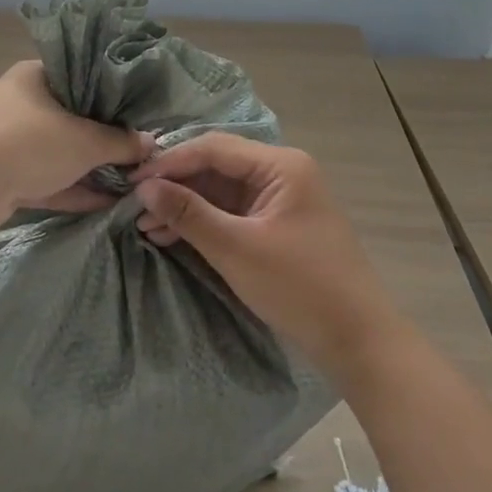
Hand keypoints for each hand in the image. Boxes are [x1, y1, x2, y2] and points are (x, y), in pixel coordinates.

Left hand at [0, 61, 154, 215]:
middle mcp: (23, 104)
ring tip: (134, 181)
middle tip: (143, 152)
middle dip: (107, 137)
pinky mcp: (7, 178)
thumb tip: (150, 143)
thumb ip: (120, 142)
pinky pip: (49, 180)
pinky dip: (75, 190)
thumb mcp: (84, 141)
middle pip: (74, 117)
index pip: (82, 76)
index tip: (143, 114)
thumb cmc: (27, 143)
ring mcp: (13, 142)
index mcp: (36, 76)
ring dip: (93, 168)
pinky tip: (109, 203)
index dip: (114, 95)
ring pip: (62, 152)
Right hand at [133, 134, 395, 379]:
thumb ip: (188, 213)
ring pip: (220, 190)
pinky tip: (171, 236)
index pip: (213, 148)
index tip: (132, 182)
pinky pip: (232, 212)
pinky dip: (203, 223)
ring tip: (146, 226)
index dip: (169, 162)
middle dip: (175, 186)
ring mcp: (280, 199)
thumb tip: (144, 187)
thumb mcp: (237, 249)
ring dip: (185, 206)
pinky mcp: (277, 225)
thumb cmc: (300, 288)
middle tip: (134, 206)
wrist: (359, 343)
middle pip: (216, 166)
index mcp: (280, 165)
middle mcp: (281, 172)